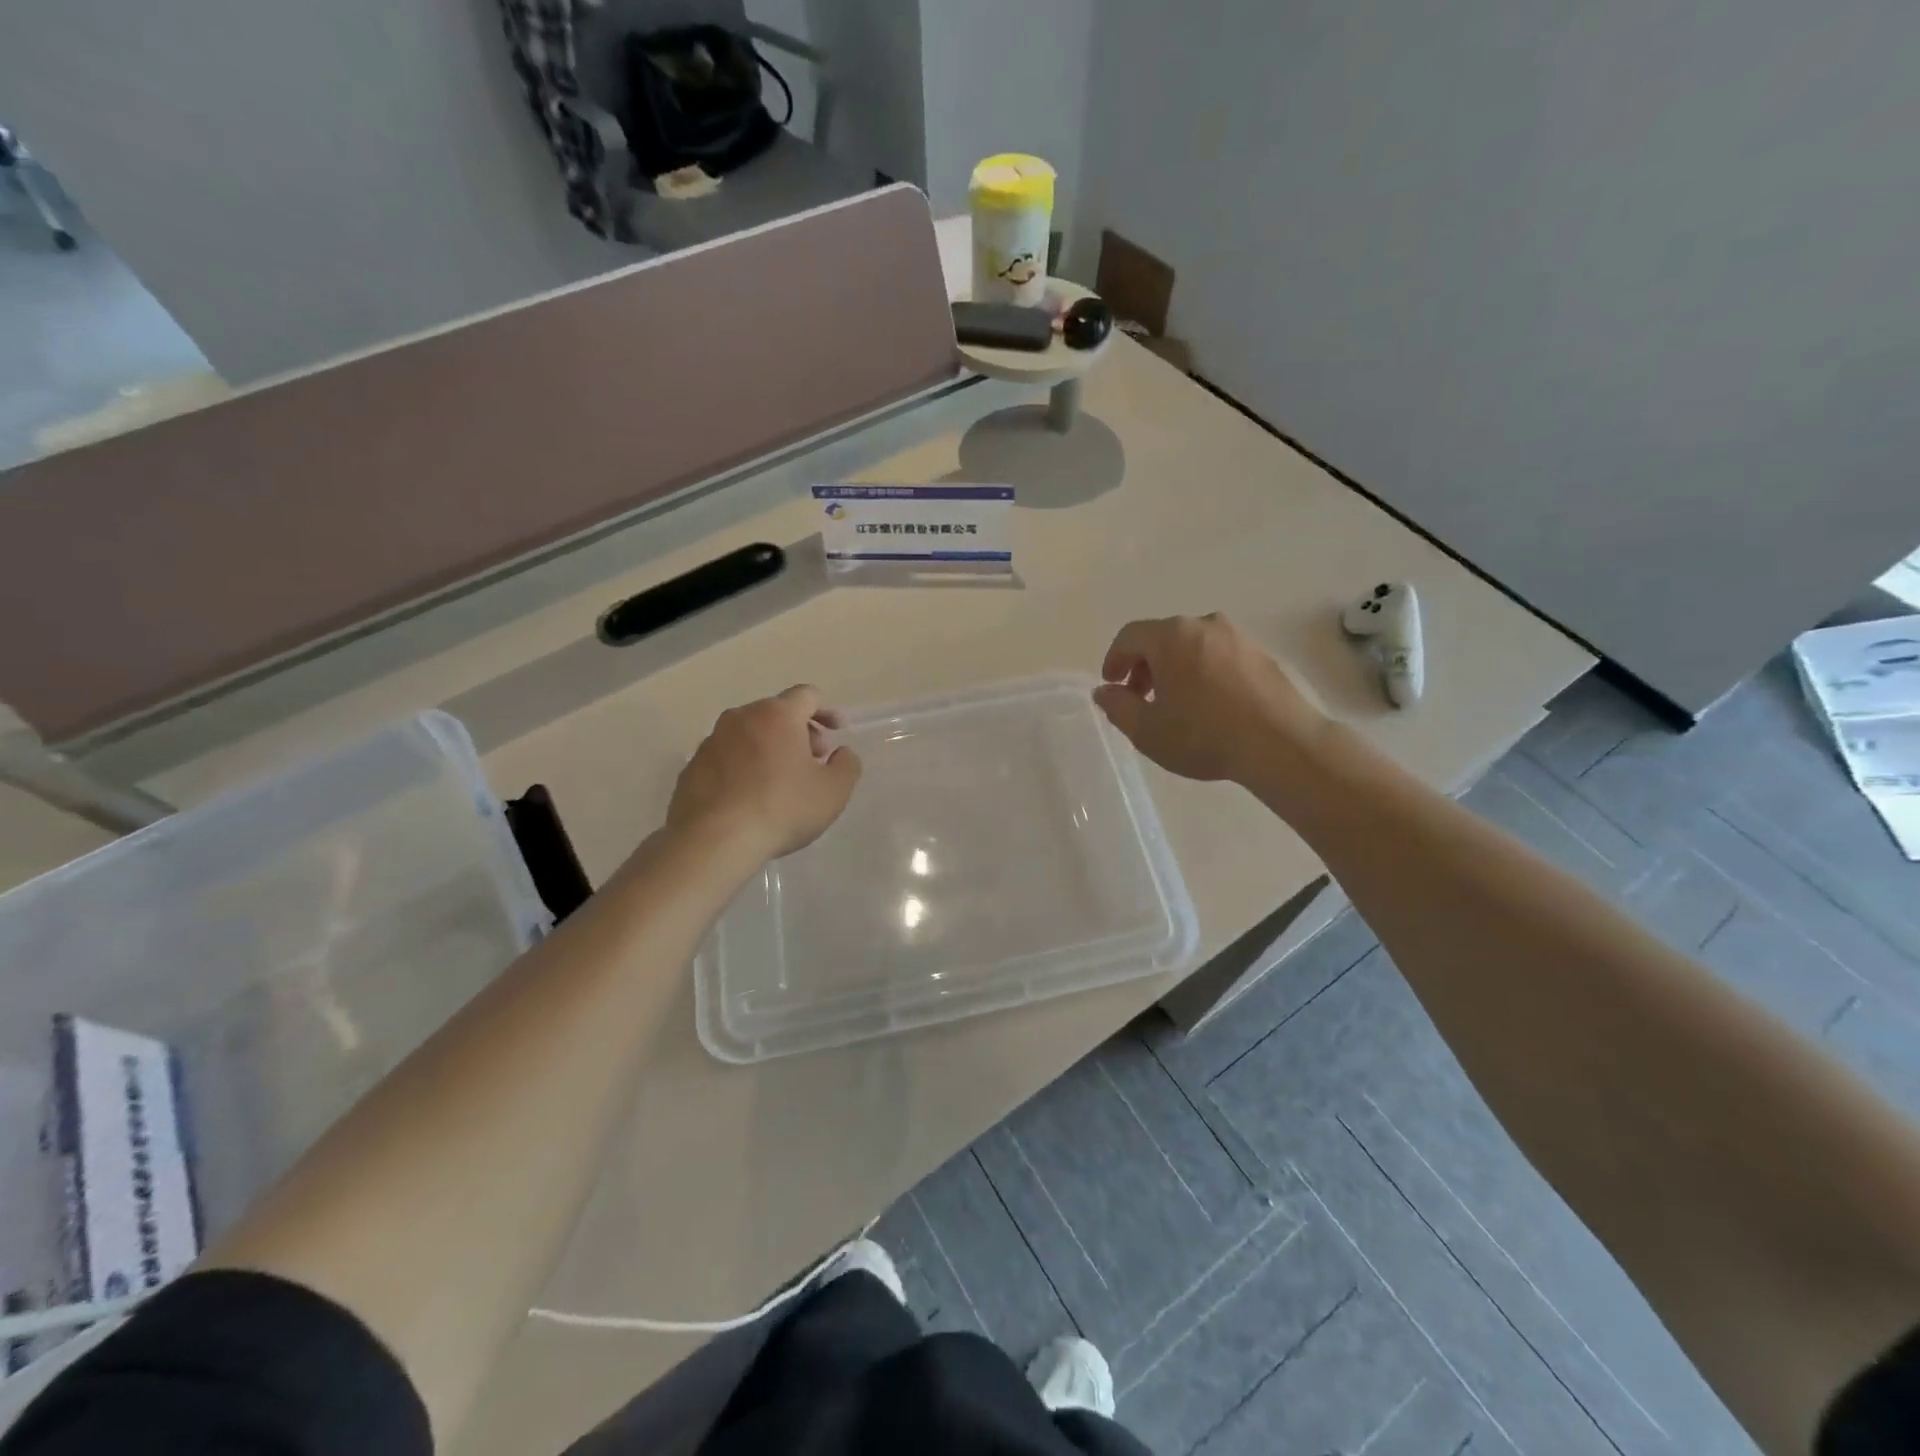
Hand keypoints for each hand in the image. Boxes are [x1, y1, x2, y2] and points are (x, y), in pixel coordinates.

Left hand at [668, 686, 861, 860]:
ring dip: (769, 748)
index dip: (826, 711)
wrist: (713, 841)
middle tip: (812, 761)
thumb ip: (847, 765)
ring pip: (749, 734)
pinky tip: (749, 798)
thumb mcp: (833, 791)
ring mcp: (711, 741)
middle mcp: (741, 718)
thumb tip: (841, 753)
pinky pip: (726, 757)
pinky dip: (743, 767)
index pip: (807, 695)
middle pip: (776, 713)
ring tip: (780, 782)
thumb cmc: (782, 809)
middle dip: (799, 732)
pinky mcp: (691, 767)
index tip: (837, 732)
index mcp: (777, 715)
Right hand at [1094, 614, 1327, 784]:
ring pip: (1192, 645)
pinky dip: (1204, 671)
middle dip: (1145, 665)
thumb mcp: (1146, 730)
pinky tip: (1209, 703)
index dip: (1114, 659)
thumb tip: (1105, 691)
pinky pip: (1219, 655)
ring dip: (1175, 668)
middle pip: (1162, 637)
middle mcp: (1204, 624)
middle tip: (1141, 697)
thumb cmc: (1204, 735)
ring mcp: (1238, 636)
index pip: (1130, 636)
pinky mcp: (1262, 653)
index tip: (1112, 685)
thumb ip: (1117, 707)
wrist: (1281, 744)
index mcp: (1171, 637)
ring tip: (1176, 703)